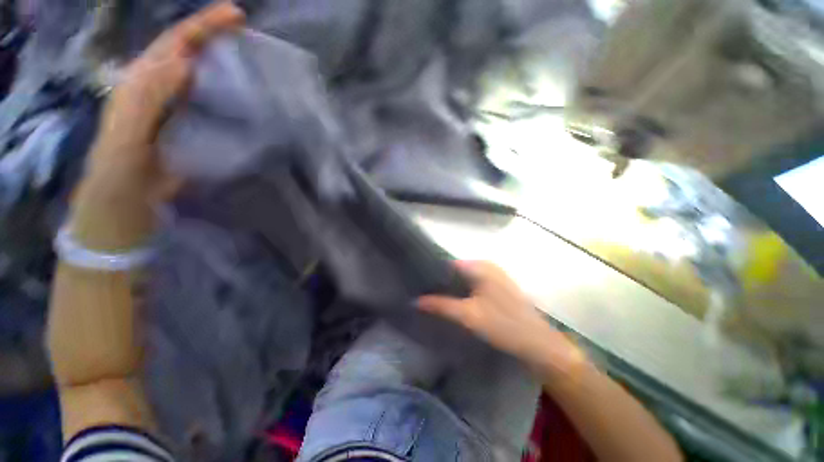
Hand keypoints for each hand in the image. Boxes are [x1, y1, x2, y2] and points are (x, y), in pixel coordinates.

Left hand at [71, 3, 243, 249]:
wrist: (128, 202)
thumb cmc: (121, 173)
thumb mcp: (126, 135)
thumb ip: (147, 100)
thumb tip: (185, 66)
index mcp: (142, 83)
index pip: (175, 43)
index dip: (204, 26)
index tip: (236, 17)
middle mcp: (161, 87)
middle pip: (190, 52)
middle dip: (218, 38)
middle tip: (252, 37)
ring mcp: (179, 106)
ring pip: (204, 76)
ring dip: (227, 65)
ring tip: (256, 62)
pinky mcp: (194, 125)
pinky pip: (213, 102)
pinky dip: (231, 95)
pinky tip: (249, 98)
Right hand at [418, 261, 586, 372]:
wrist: (539, 345)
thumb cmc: (504, 326)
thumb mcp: (468, 316)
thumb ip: (441, 305)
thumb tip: (415, 301)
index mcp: (480, 266)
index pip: (448, 263)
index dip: (431, 273)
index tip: (417, 284)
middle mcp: (487, 265)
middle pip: (455, 270)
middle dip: (440, 282)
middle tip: (422, 293)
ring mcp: (493, 276)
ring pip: (464, 278)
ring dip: (450, 288)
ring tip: (432, 298)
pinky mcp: (497, 287)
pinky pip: (472, 285)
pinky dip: (461, 292)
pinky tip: (451, 302)